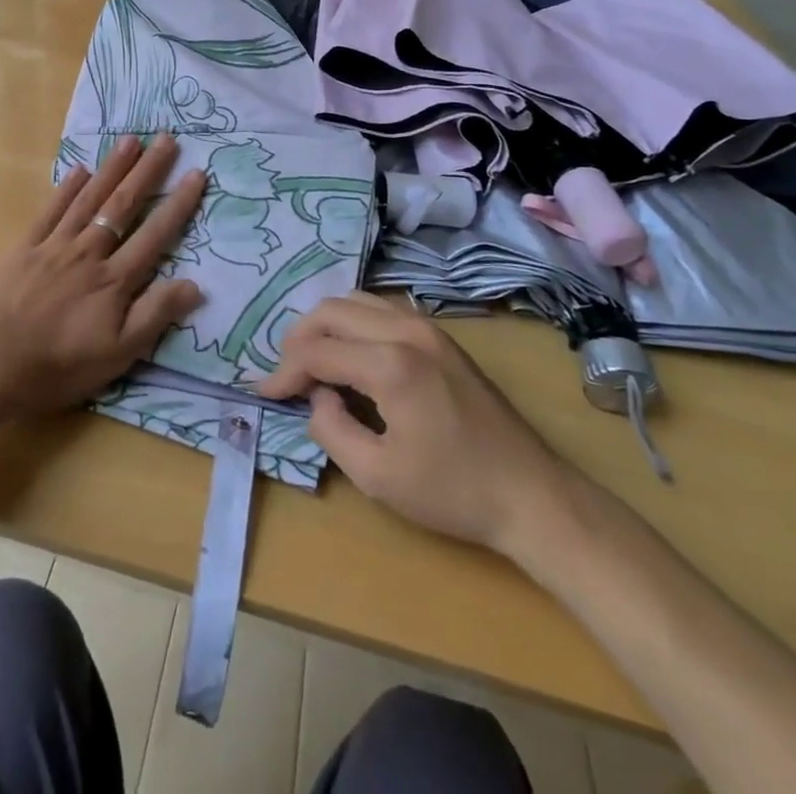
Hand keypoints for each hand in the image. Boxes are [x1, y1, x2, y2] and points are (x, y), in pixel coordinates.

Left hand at [0, 134, 206, 418]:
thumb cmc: (58, 365)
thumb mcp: (118, 354)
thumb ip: (155, 315)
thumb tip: (196, 284)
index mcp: (114, 280)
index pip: (155, 235)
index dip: (178, 205)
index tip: (196, 173)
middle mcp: (89, 252)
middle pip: (123, 205)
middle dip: (148, 171)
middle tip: (167, 138)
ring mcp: (55, 245)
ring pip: (90, 199)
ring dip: (112, 168)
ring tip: (130, 140)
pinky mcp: (25, 247)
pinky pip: (50, 211)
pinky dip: (66, 189)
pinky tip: (80, 169)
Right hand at [257, 293, 574, 557]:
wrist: (532, 494)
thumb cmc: (453, 492)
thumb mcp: (377, 476)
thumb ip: (331, 428)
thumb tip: (318, 396)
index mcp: (390, 363)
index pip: (317, 351)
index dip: (283, 371)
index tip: (264, 393)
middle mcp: (406, 330)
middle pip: (331, 311)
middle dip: (299, 339)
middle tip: (286, 375)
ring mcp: (427, 327)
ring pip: (357, 301)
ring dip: (326, 325)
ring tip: (312, 360)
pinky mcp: (440, 336)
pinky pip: (382, 309)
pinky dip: (354, 321)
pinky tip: (351, 351)